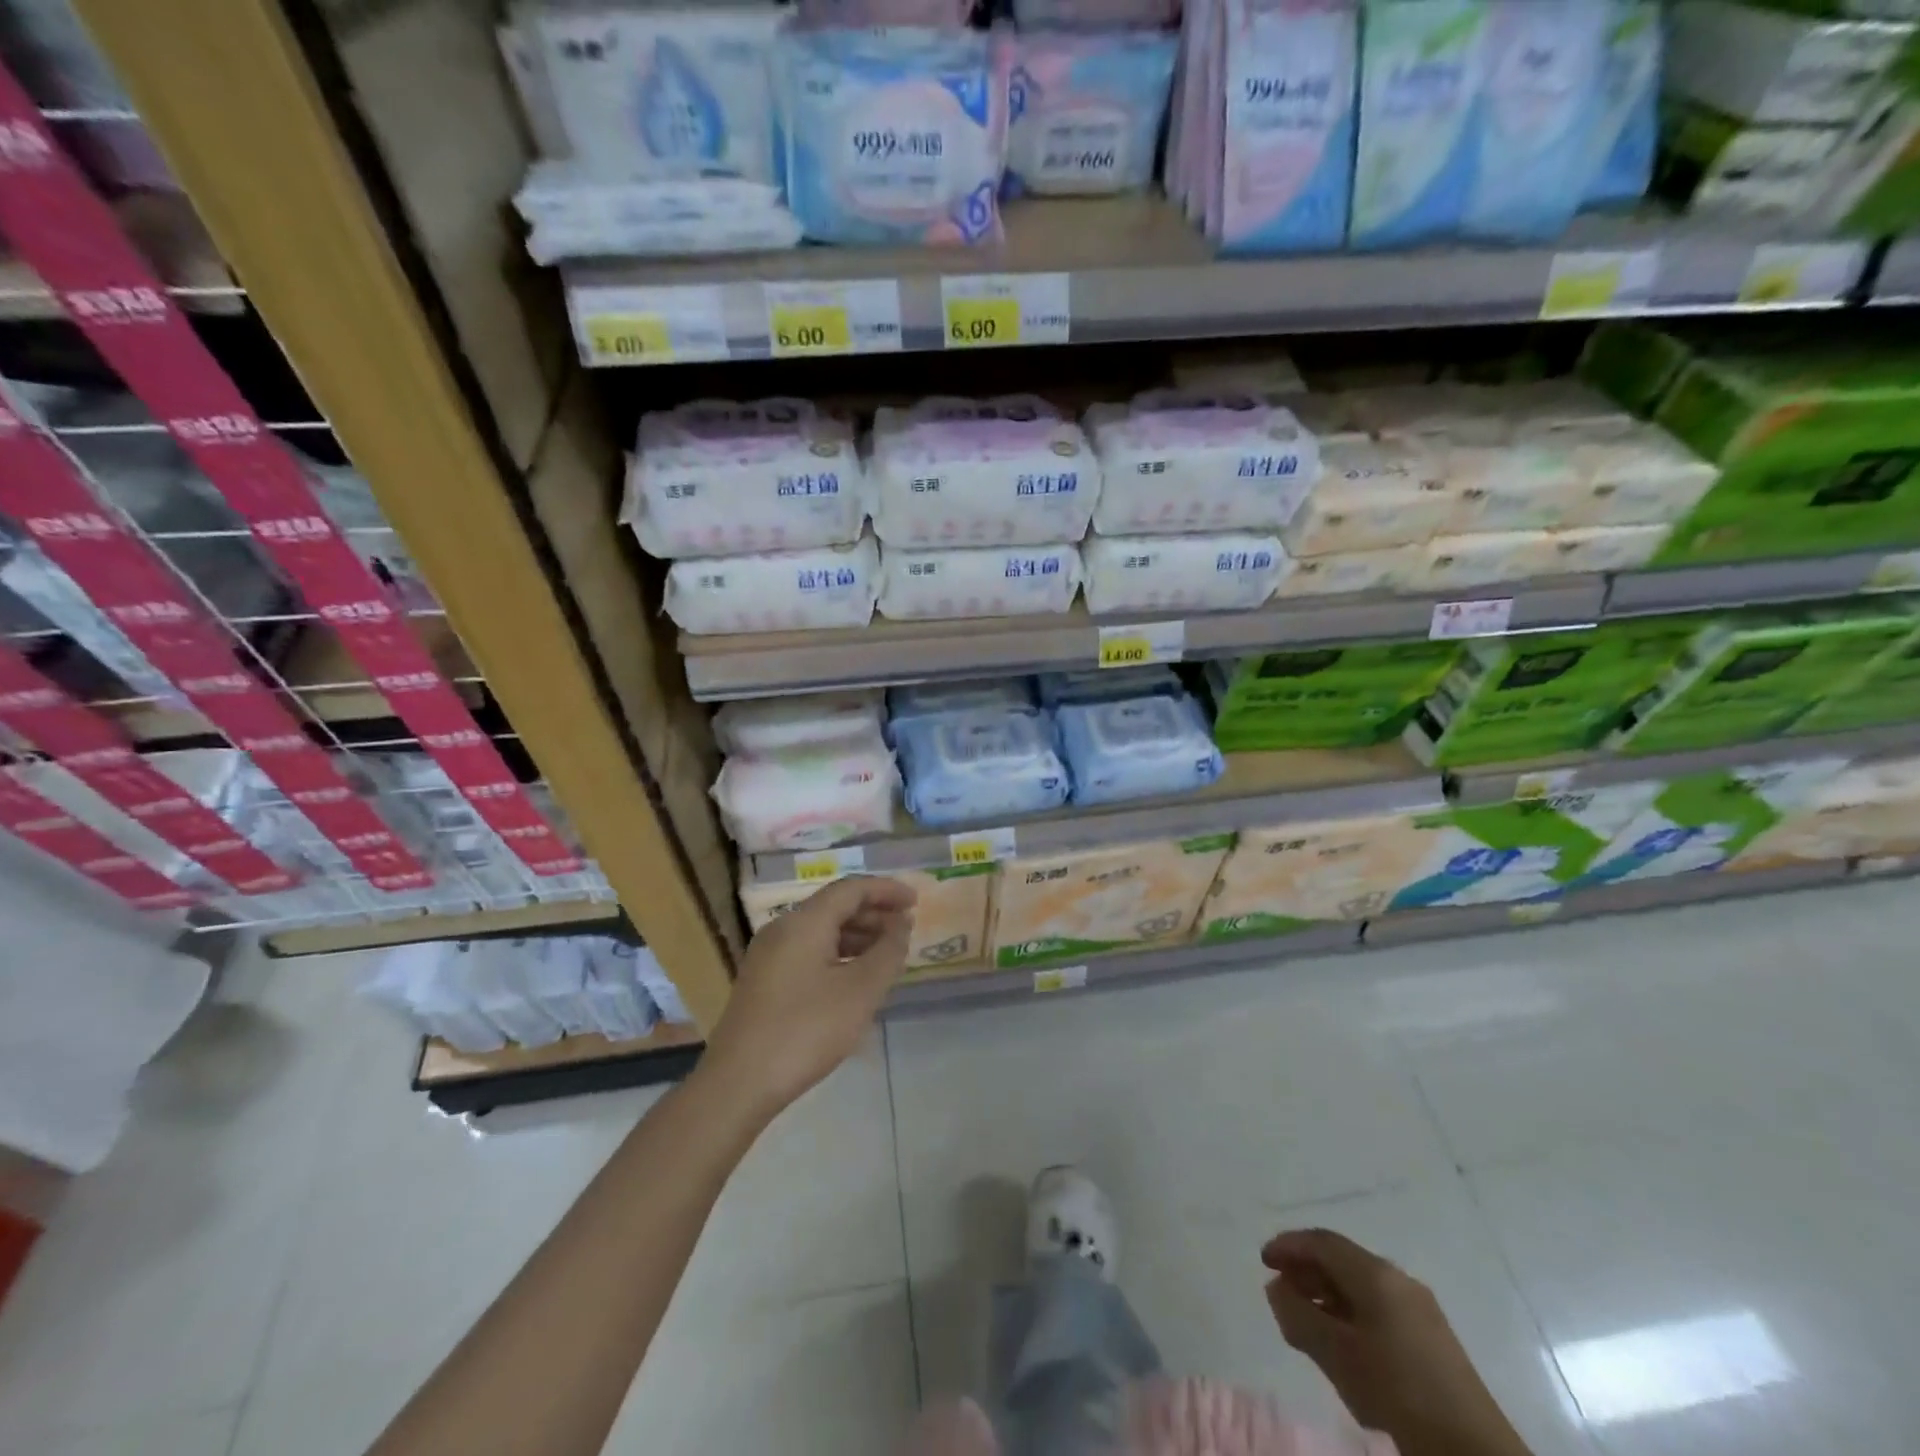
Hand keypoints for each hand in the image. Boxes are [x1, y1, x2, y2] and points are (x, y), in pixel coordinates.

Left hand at [703, 876, 916, 1115]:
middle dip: (874, 914)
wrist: (738, 1083)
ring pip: (821, 931)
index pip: (851, 888)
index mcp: (804, 922)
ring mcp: (768, 956)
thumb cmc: (806, 1030)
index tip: (916, 902)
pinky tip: (855, 979)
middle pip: (835, 907)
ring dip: (857, 936)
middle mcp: (782, 929)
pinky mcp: (764, 981)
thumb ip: (888, 952)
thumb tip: (900, 925)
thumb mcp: (860, 991)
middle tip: (906, 931)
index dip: (886, 890)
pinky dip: (838, 955)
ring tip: (887, 956)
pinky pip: (808, 952)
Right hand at [1262, 1229, 1531, 1455]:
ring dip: (1328, 1295)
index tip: (1263, 1260)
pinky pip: (1379, 1307)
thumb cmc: (1396, 1389)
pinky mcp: (1433, 1338)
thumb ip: (1298, 1316)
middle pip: (1342, 1260)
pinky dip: (1351, 1313)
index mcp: (1375, 1273)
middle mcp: (1398, 1279)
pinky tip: (1344, 1343)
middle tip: (1280, 1289)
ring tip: (1306, 1319)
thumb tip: (1276, 1288)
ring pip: (1361, 1286)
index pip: (1322, 1242)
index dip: (1288, 1245)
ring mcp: (1420, 1308)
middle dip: (1307, 1270)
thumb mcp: (1336, 1355)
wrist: (1473, 1450)